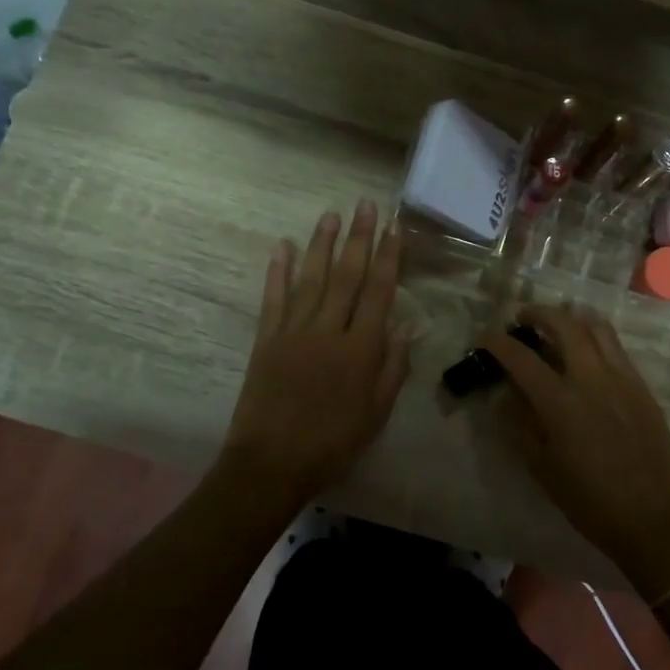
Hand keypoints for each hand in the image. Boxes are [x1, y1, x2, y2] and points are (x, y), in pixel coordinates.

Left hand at [222, 201, 411, 501]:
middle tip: (366, 205)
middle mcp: (328, 331)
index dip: (388, 257)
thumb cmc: (332, 443)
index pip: (378, 292)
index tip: (394, 228)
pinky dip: (278, 271)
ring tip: (331, 214)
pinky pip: (273, 299)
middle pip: (347, 276)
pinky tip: (282, 246)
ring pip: (311, 278)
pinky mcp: (266, 340)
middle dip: (359, 238)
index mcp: (360, 349)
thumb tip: (404, 327)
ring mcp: (293, 332)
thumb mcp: (376, 414)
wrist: (271, 464)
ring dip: (322, 244)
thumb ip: (392, 368)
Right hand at [479, 305, 669, 598]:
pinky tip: (586, 356)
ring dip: (571, 319)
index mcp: (561, 403)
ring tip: (557, 328)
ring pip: (596, 327)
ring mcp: (623, 378)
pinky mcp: (642, 386)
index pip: (522, 358)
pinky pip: (616, 348)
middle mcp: (592, 379)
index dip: (498, 342)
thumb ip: (519, 426)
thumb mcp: (542, 469)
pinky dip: (595, 339)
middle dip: (538, 314)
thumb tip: (504, 396)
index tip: (485, 337)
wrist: (654, 518)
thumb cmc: (590, 501)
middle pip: (564, 325)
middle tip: (523, 319)